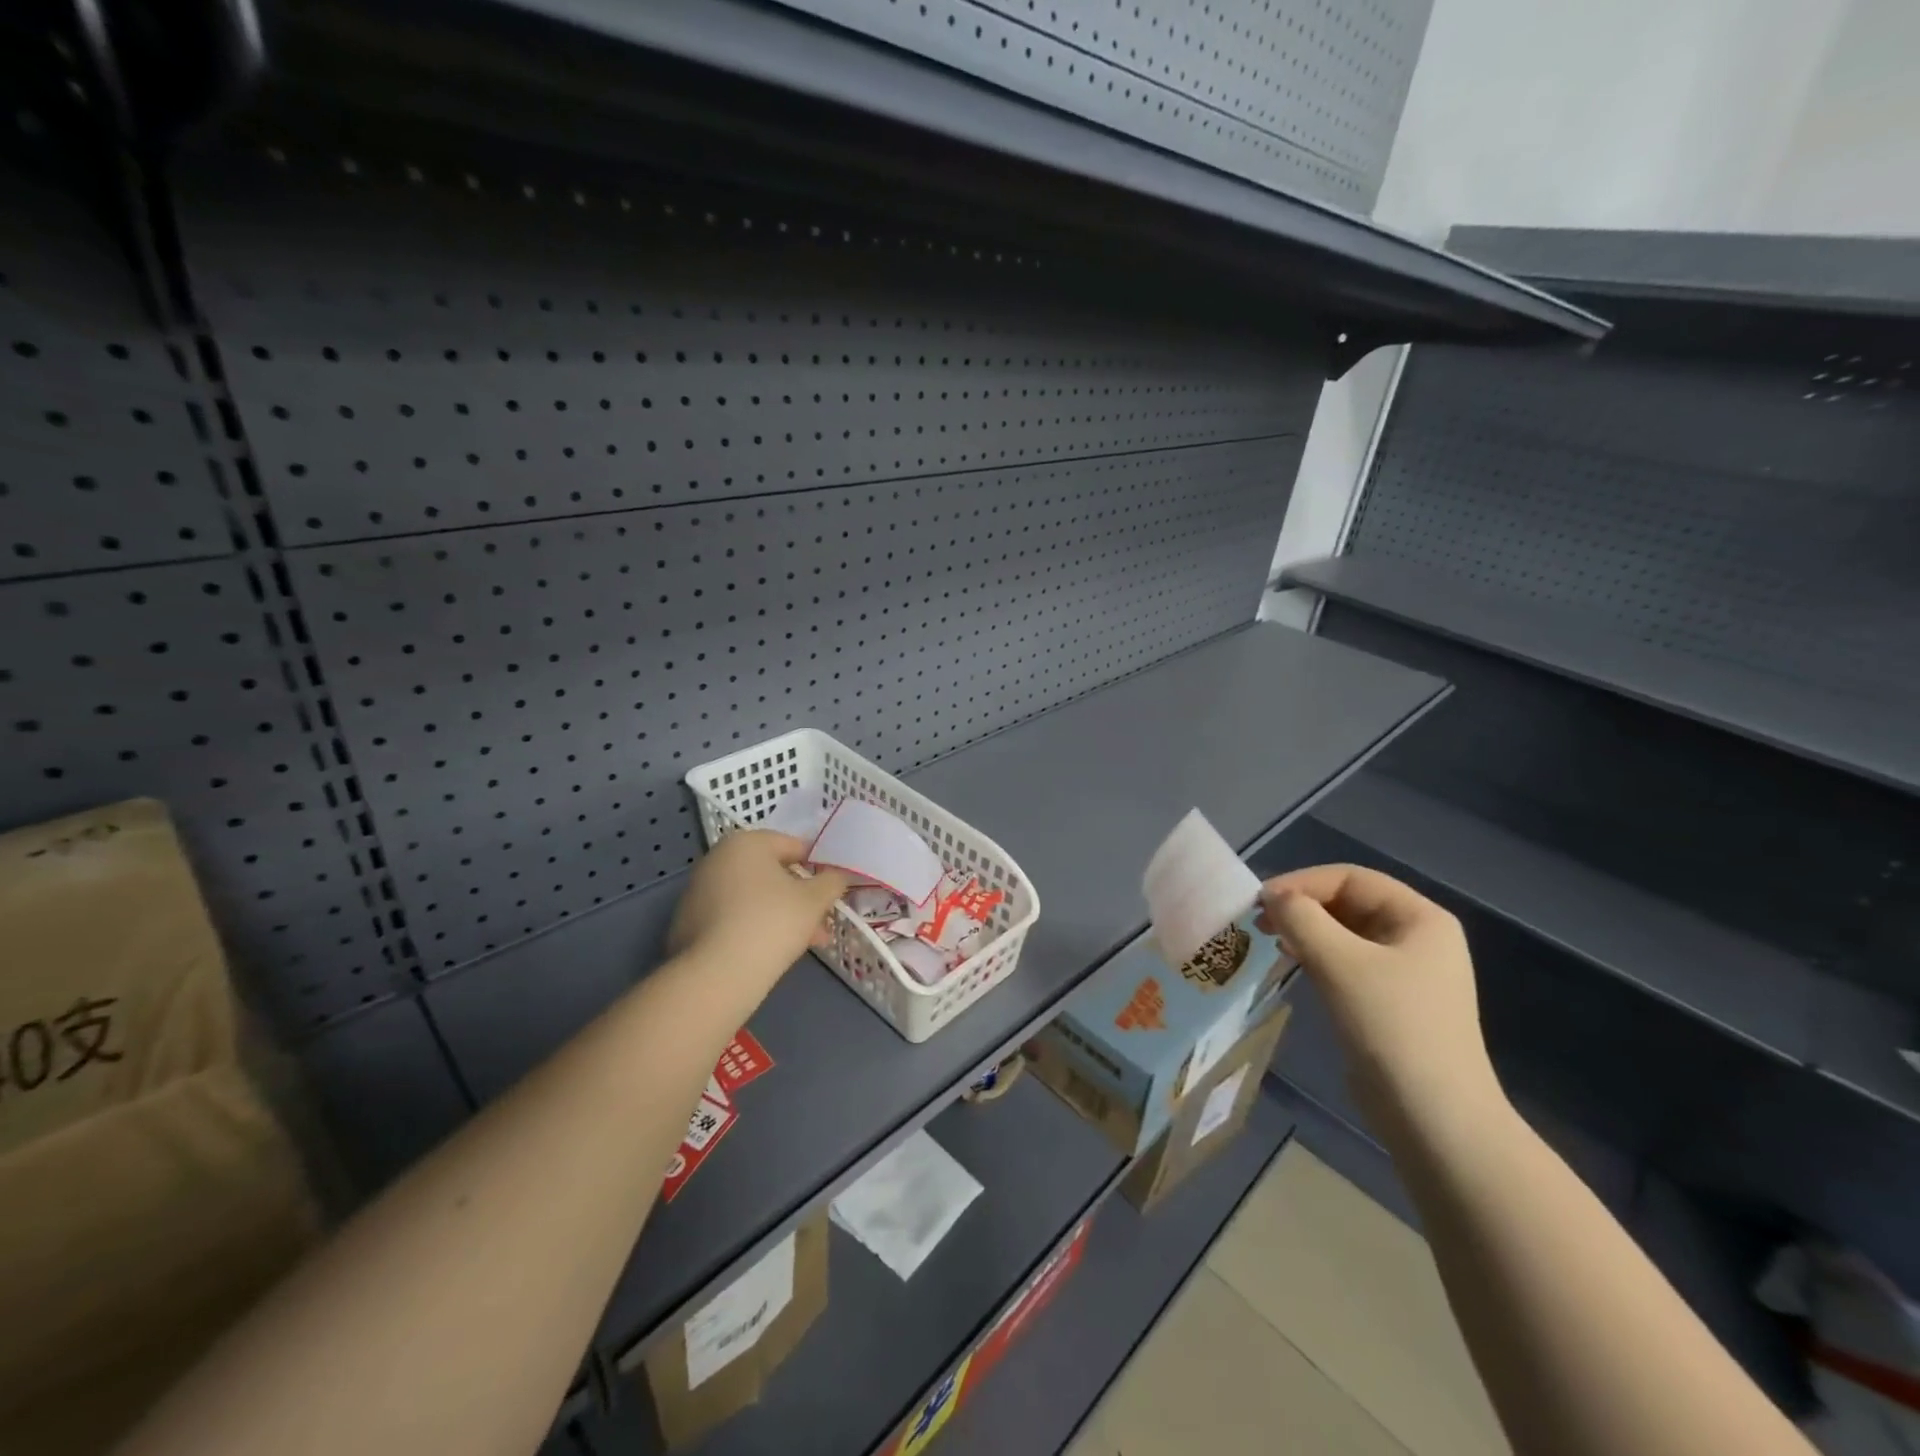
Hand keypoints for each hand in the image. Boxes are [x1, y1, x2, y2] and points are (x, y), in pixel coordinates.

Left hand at [669, 831, 851, 989]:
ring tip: (805, 943)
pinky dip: (754, 926)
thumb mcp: (815, 900)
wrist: (717, 974)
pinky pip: (733, 916)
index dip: (818, 867)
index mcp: (746, 842)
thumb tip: (837, 876)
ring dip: (781, 914)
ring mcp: (699, 890)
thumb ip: (832, 882)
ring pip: (754, 897)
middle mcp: (717, 858)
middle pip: (772, 873)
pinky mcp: (688, 921)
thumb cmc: (772, 921)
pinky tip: (772, 951)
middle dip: (801, 897)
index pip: (793, 846)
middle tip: (822, 922)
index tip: (832, 891)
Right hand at [1257, 864, 1503, 1134]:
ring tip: (1273, 940)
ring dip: (1306, 930)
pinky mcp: (1391, 1002)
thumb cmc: (1391, 1026)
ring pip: (1345, 933)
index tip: (1262, 901)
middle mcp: (1418, 937)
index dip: (1302, 882)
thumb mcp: (1339, 962)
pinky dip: (1317, 955)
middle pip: (1349, 902)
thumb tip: (1273, 898)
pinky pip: (1347, 962)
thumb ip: (1300, 918)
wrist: (1433, 1117)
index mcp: (1421, 918)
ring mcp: (1407, 972)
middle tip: (1260, 921)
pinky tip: (1295, 963)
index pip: (1351, 878)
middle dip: (1303, 906)